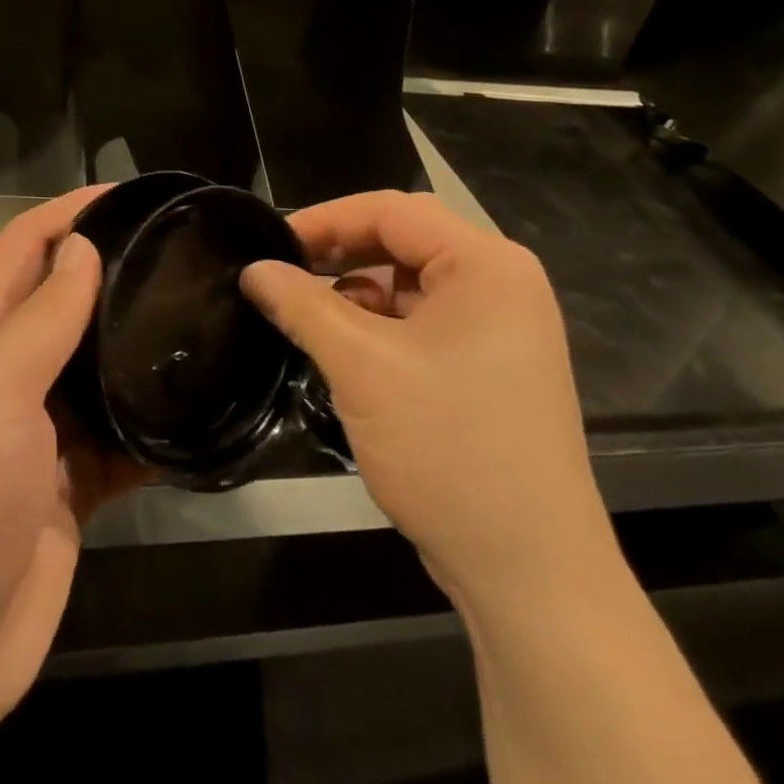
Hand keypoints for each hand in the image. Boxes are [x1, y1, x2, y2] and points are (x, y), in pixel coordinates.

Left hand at [0, 187, 145, 749]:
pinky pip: (121, 443)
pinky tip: (200, 416)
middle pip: (65, 305)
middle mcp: (10, 379)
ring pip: (99, 373)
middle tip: (185, 258)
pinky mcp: (70, 491)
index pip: (23, 249)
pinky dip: (155, 429)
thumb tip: (81, 248)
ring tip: (207, 323)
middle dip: (115, 274)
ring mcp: (41, 438)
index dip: (67, 211)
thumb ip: (40, 323)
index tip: (127, 194)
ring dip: (141, 350)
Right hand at [242, 191, 610, 607]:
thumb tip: (253, 269)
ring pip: (410, 283)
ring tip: (304, 312)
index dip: (325, 219)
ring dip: (356, 290)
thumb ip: (302, 305)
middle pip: (404, 241)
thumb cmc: (448, 449)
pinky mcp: (490, 365)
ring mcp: (501, 328)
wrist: (530, 572)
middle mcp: (502, 284)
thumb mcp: (361, 367)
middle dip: (339, 253)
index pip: (392, 211)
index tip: (270, 241)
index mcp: (486, 265)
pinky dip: (379, 325)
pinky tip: (342, 347)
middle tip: (281, 272)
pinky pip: (424, 321)